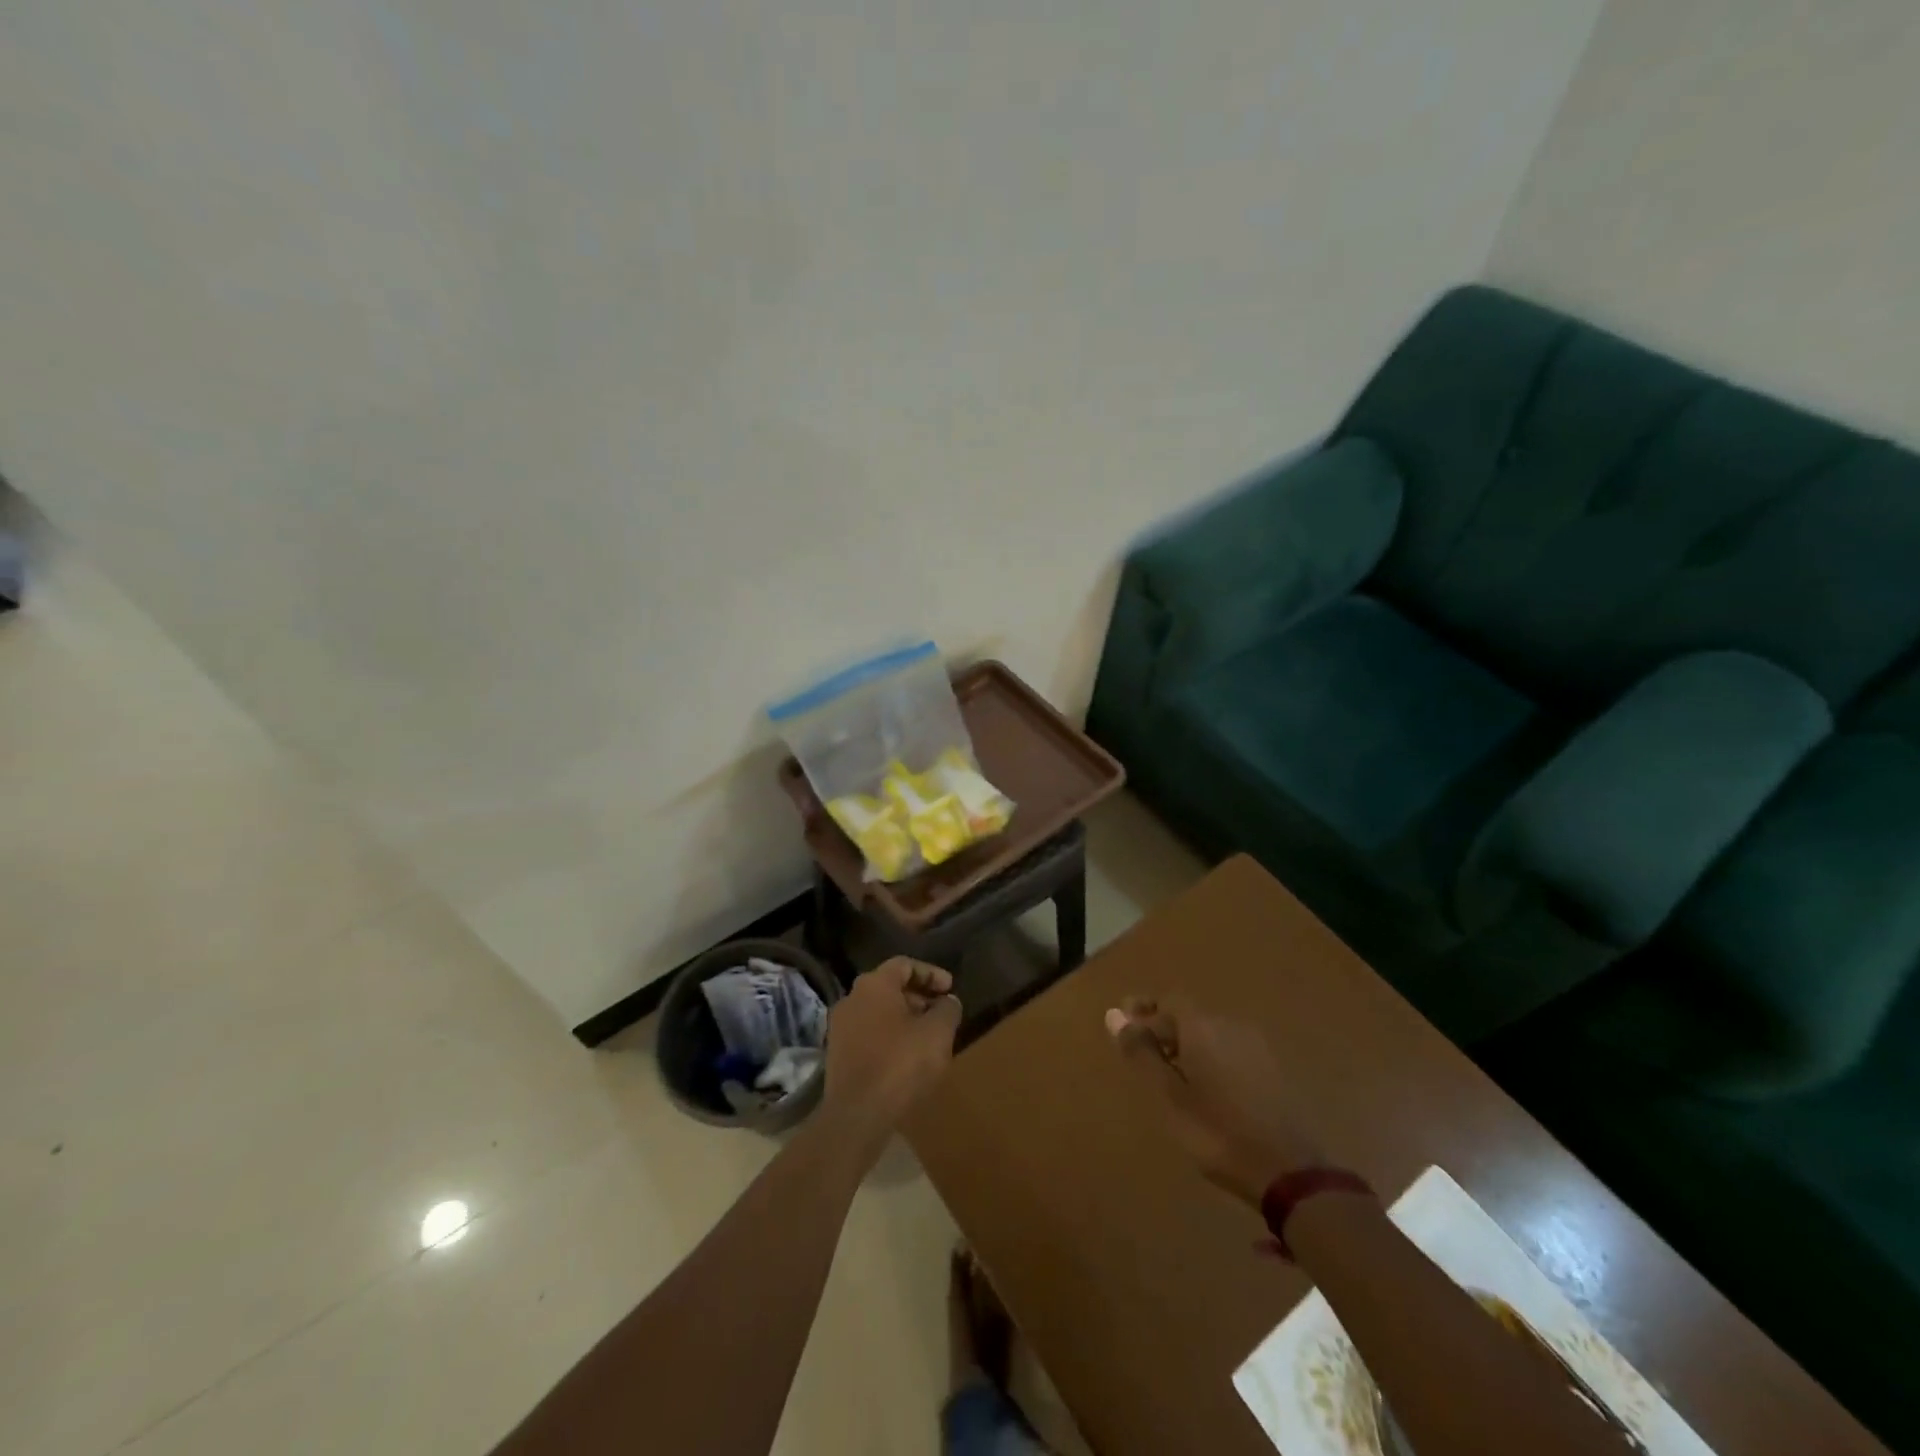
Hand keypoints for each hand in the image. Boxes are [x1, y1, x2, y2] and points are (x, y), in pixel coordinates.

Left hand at [823, 957, 962, 1145]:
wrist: (857, 1115)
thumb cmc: (901, 1064)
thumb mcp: (938, 1033)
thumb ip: (947, 1010)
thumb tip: (948, 1001)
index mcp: (874, 984)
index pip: (904, 965)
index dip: (931, 974)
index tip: (950, 989)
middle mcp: (852, 998)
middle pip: (889, 987)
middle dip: (918, 997)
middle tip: (941, 1013)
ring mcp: (840, 1027)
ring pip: (878, 1012)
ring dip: (904, 1019)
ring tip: (927, 1037)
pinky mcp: (837, 1054)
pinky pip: (868, 1034)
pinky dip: (889, 1037)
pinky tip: (906, 1057)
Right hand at [1106, 996, 1324, 1207]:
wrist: (1290, 1173)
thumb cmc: (1217, 1132)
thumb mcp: (1168, 1096)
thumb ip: (1141, 1053)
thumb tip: (1114, 1014)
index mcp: (1202, 1026)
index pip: (1167, 1002)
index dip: (1144, 1011)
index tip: (1125, 1027)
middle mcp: (1231, 1025)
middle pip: (1190, 1015)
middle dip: (1164, 1029)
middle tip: (1145, 1057)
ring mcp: (1257, 1047)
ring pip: (1212, 1034)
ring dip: (1189, 1045)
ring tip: (1172, 1076)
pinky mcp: (1274, 1071)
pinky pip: (1232, 1051)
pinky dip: (1212, 1060)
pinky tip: (1208, 1089)